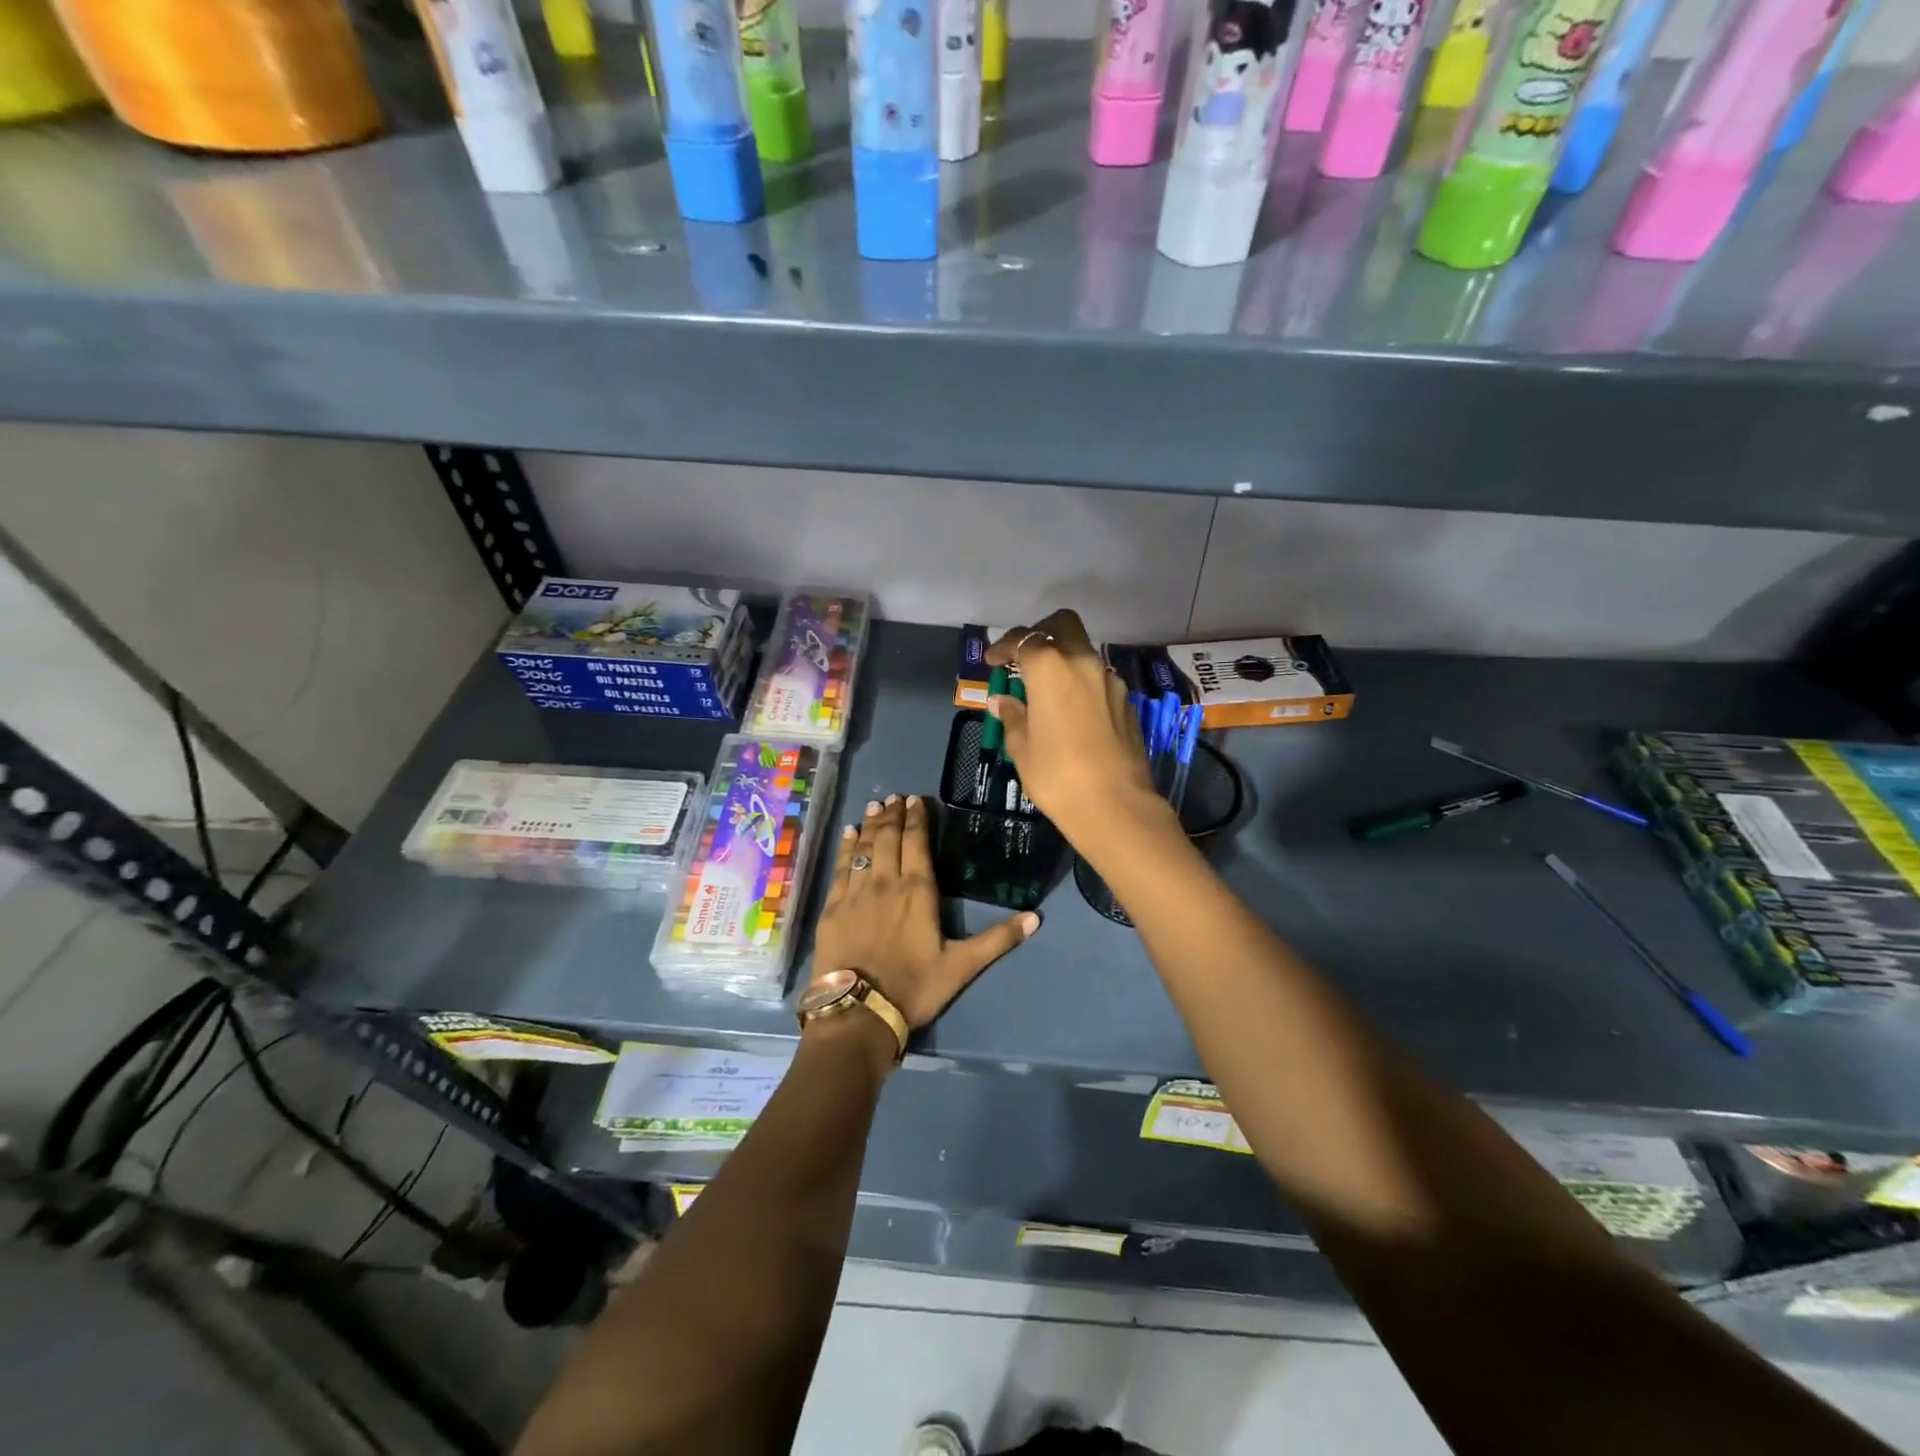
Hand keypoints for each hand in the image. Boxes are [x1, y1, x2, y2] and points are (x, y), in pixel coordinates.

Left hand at [809, 794, 1037, 1029]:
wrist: (859, 1012)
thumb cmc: (914, 987)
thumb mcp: (962, 966)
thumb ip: (997, 940)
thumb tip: (1036, 918)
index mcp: (918, 891)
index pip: (917, 843)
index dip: (917, 819)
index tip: (916, 800)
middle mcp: (886, 882)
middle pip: (889, 838)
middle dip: (893, 815)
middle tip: (894, 797)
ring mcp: (856, 893)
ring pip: (864, 848)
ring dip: (869, 825)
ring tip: (874, 805)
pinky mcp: (833, 907)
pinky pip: (840, 868)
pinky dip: (845, 848)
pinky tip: (847, 835)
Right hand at [986, 610, 1170, 843]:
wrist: (1115, 804)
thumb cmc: (1057, 775)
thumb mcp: (1023, 748)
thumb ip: (1013, 717)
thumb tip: (1003, 702)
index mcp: (1050, 667)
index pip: (1023, 640)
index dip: (1004, 646)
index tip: (993, 661)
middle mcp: (1083, 662)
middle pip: (1063, 626)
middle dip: (1041, 633)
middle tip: (1025, 656)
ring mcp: (1110, 680)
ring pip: (1084, 651)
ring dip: (1064, 659)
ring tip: (1047, 688)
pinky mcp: (1127, 701)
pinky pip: (1098, 678)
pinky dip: (1081, 682)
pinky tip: (1071, 709)